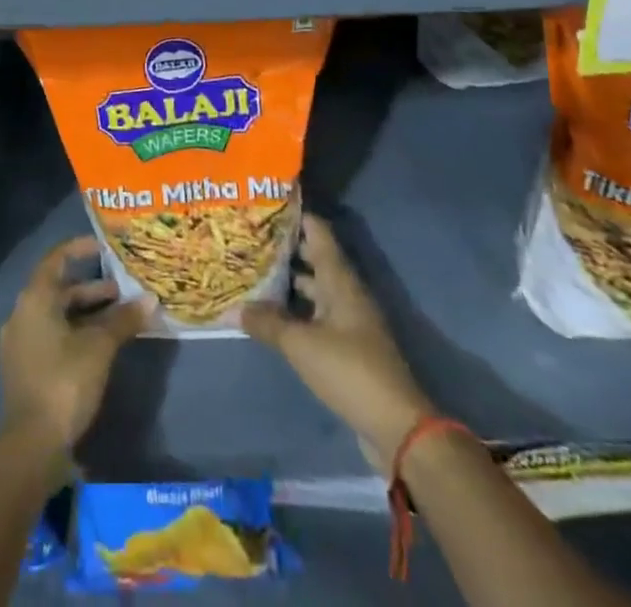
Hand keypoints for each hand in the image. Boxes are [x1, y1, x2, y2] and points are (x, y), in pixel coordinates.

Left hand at [0, 237, 151, 451]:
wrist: (31, 444)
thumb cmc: (64, 381)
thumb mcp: (100, 347)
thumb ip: (124, 320)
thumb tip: (150, 300)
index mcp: (35, 299)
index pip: (56, 259)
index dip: (79, 249)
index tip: (103, 246)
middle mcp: (22, 314)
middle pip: (58, 290)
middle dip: (91, 289)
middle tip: (122, 291)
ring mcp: (20, 343)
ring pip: (57, 316)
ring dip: (86, 313)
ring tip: (118, 318)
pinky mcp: (24, 368)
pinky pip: (51, 336)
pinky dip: (75, 332)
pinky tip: (99, 346)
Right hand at [243, 214, 434, 465]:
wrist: (396, 426)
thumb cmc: (350, 370)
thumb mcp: (301, 345)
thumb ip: (267, 323)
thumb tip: (234, 308)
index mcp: (340, 279)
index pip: (317, 231)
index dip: (295, 215)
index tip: (265, 204)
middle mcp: (345, 292)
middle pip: (313, 258)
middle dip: (284, 248)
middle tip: (248, 238)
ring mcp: (348, 320)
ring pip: (314, 289)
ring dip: (287, 282)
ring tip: (252, 273)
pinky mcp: (347, 347)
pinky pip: (316, 316)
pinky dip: (294, 311)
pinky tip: (270, 317)